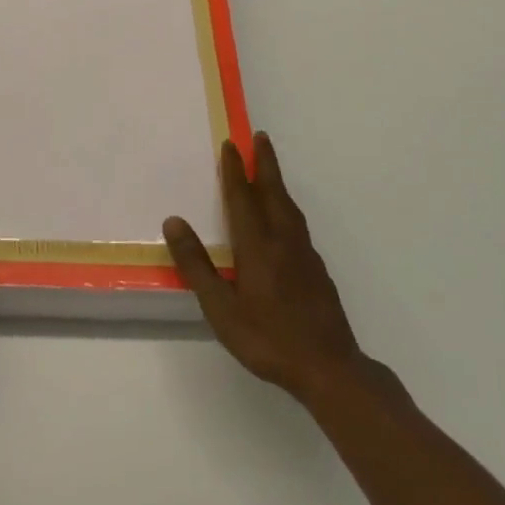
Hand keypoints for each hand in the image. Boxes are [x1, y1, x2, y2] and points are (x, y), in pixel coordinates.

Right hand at [165, 133, 394, 410]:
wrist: (330, 368)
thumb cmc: (268, 339)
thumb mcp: (221, 308)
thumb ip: (197, 265)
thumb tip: (174, 221)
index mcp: (257, 245)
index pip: (242, 197)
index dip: (234, 170)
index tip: (230, 143)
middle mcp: (283, 241)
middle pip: (273, 192)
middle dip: (265, 163)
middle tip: (260, 136)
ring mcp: (304, 255)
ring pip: (289, 208)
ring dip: (278, 183)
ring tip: (270, 171)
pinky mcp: (318, 271)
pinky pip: (298, 225)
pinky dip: (288, 208)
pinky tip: (285, 221)